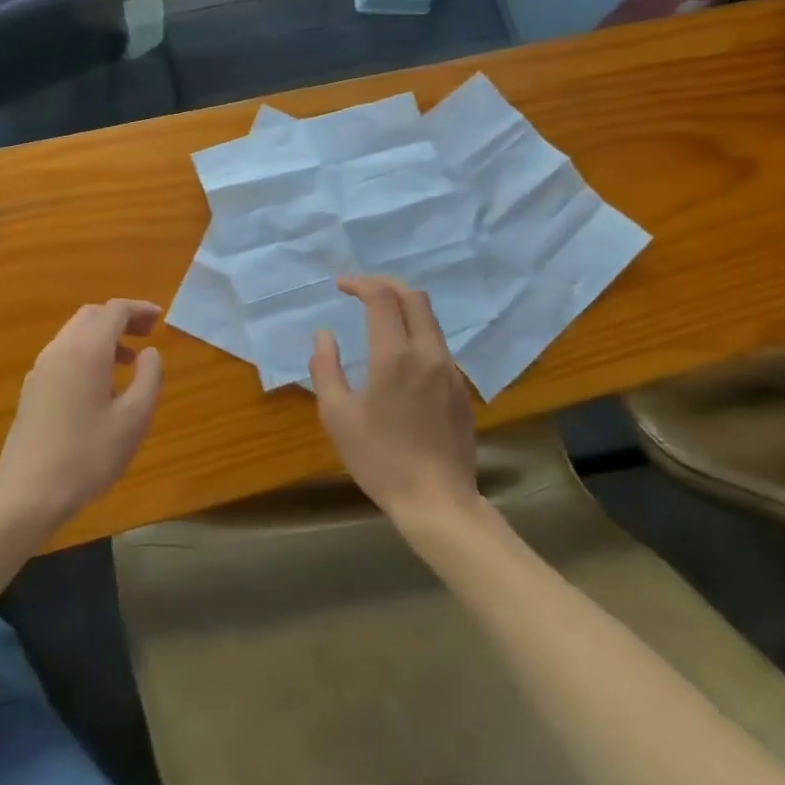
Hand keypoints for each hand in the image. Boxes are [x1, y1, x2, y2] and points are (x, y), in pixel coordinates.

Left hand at [0, 300, 163, 530]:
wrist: (27, 494)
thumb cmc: (87, 455)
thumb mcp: (134, 419)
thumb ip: (149, 377)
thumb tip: (150, 352)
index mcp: (87, 350)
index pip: (114, 311)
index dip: (139, 309)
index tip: (159, 319)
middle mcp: (60, 349)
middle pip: (92, 315)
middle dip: (120, 318)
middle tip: (146, 335)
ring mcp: (41, 369)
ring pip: (75, 334)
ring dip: (103, 336)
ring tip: (128, 361)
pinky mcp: (32, 389)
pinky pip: (64, 353)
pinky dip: (86, 352)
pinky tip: (99, 384)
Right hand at [311, 276, 479, 525]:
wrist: (438, 501)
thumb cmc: (381, 460)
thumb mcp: (338, 417)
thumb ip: (326, 369)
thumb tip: (324, 335)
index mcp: (394, 356)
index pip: (382, 297)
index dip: (360, 283)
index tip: (341, 286)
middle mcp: (427, 353)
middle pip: (414, 296)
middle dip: (386, 284)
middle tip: (362, 290)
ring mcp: (450, 370)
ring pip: (431, 319)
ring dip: (405, 307)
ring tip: (380, 317)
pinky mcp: (461, 388)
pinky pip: (439, 345)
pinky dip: (418, 332)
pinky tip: (402, 356)